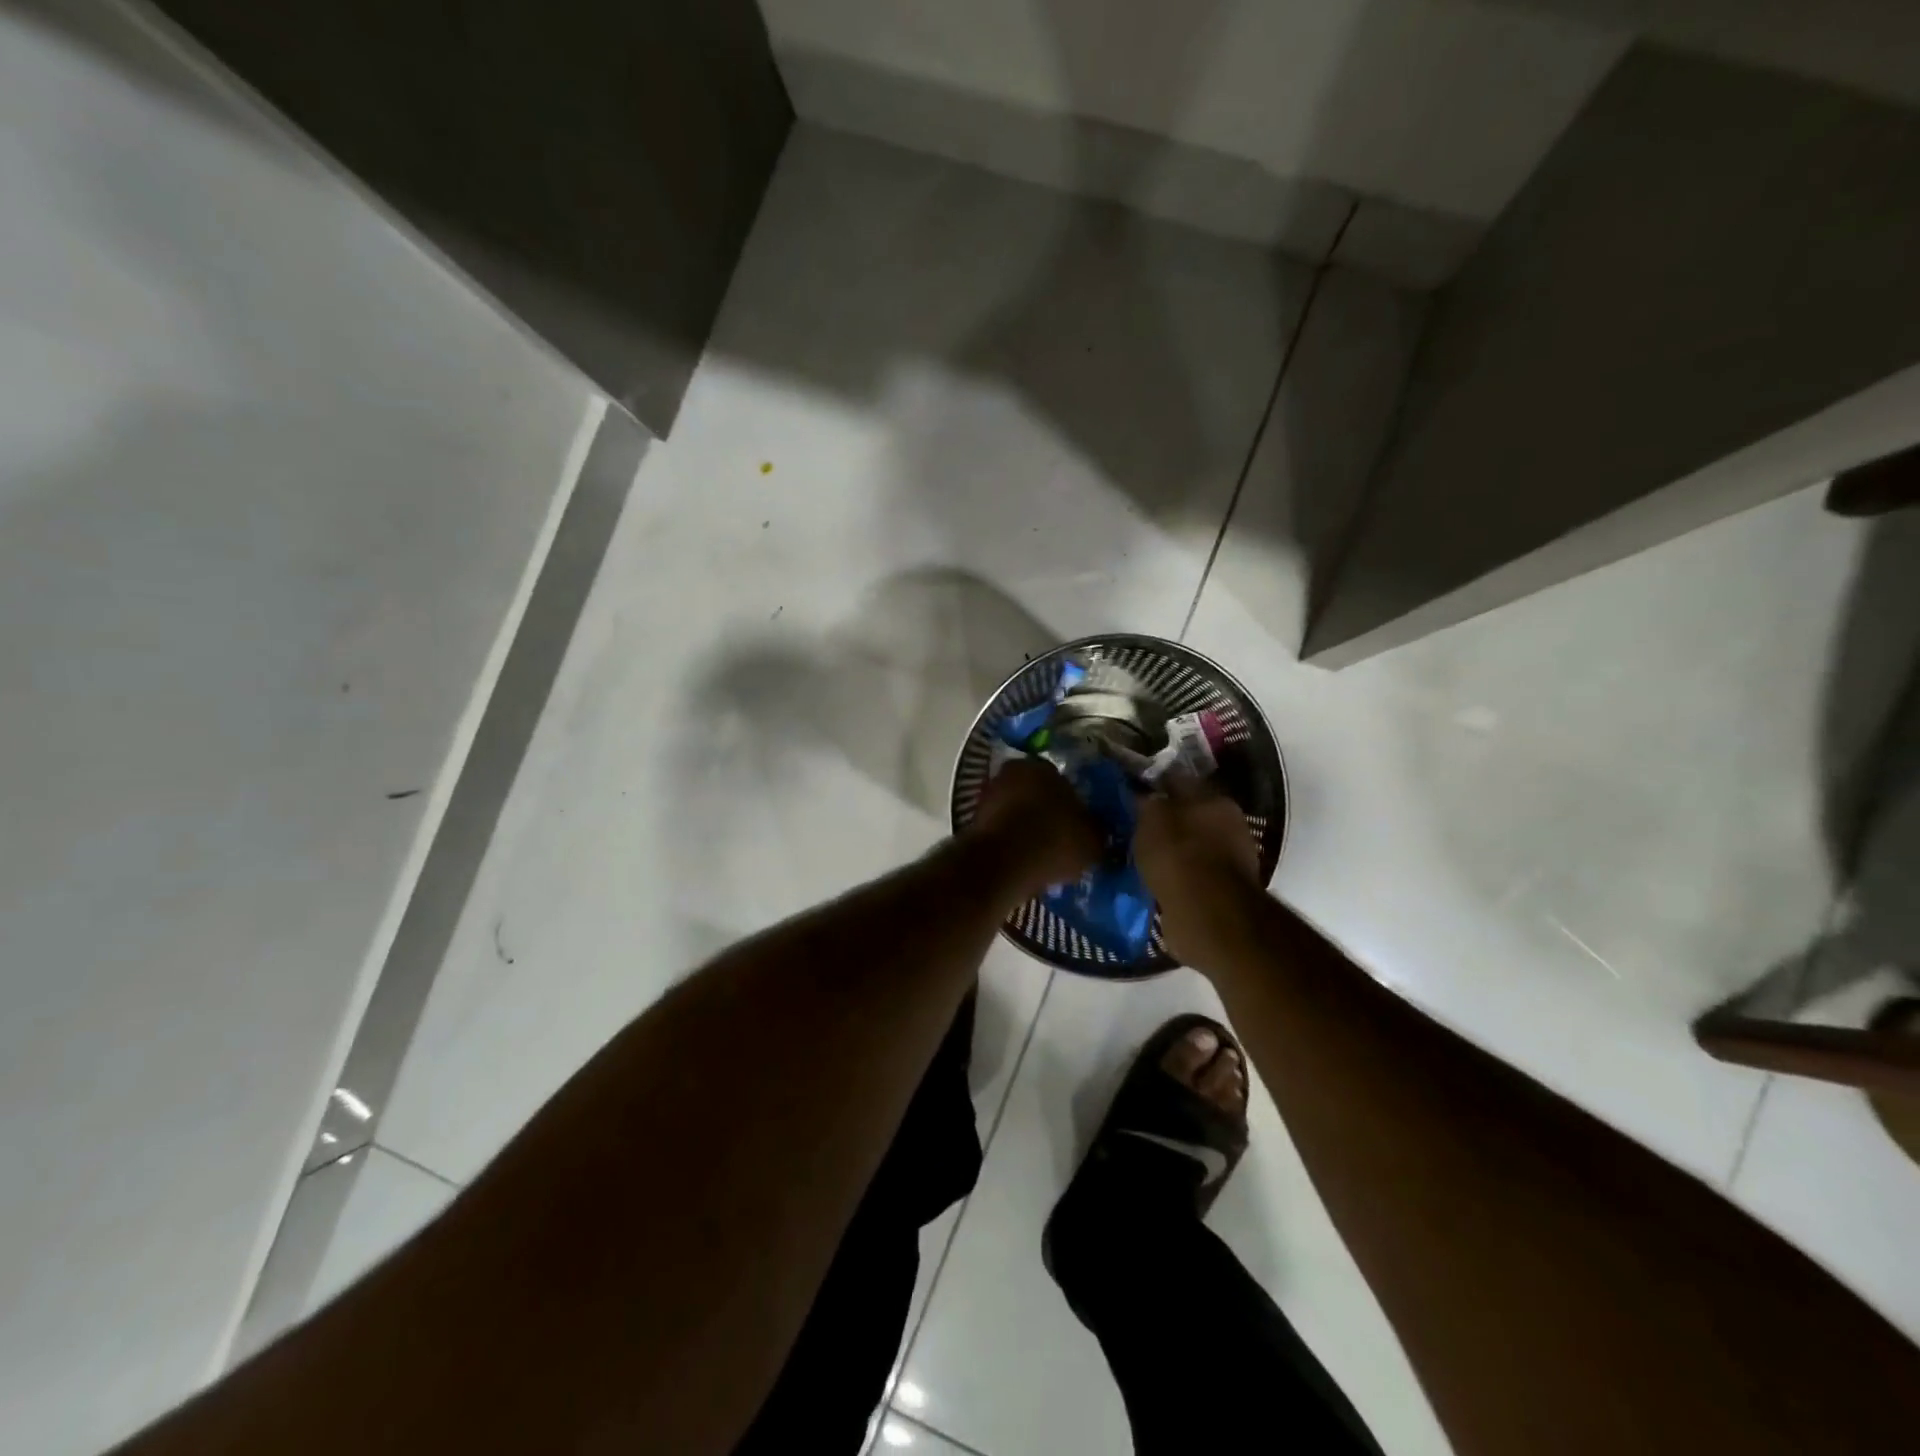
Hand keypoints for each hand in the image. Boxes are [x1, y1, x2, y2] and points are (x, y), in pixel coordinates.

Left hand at [967, 759, 1101, 900]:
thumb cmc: (1054, 841)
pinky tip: (1021, 860)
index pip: (1061, 780)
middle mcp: (1011, 772)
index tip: (1076, 824)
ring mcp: (988, 795)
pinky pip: (1000, 829)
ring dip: (1024, 826)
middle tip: (1058, 837)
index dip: (1071, 803)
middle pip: (1034, 792)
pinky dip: (1009, 841)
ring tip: (1040, 853)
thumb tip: (1099, 833)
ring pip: (1014, 810)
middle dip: (1044, 811)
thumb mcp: (1092, 841)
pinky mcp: (972, 820)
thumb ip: (1097, 832)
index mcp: (1043, 766)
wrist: (1003, 863)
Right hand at [1134, 774, 1261, 971]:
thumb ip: (1147, 802)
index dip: (1155, 784)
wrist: (1208, 913)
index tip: (1132, 792)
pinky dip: (1179, 875)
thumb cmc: (1178, 855)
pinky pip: (1194, 873)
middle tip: (1137, 827)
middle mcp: (1229, 823)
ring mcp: (1231, 857)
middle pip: (1190, 813)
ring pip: (1193, 844)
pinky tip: (1158, 879)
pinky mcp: (1224, 889)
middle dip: (1167, 819)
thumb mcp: (1151, 819)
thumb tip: (1143, 795)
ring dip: (1173, 849)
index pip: (1179, 781)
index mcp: (1214, 798)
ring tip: (1144, 856)